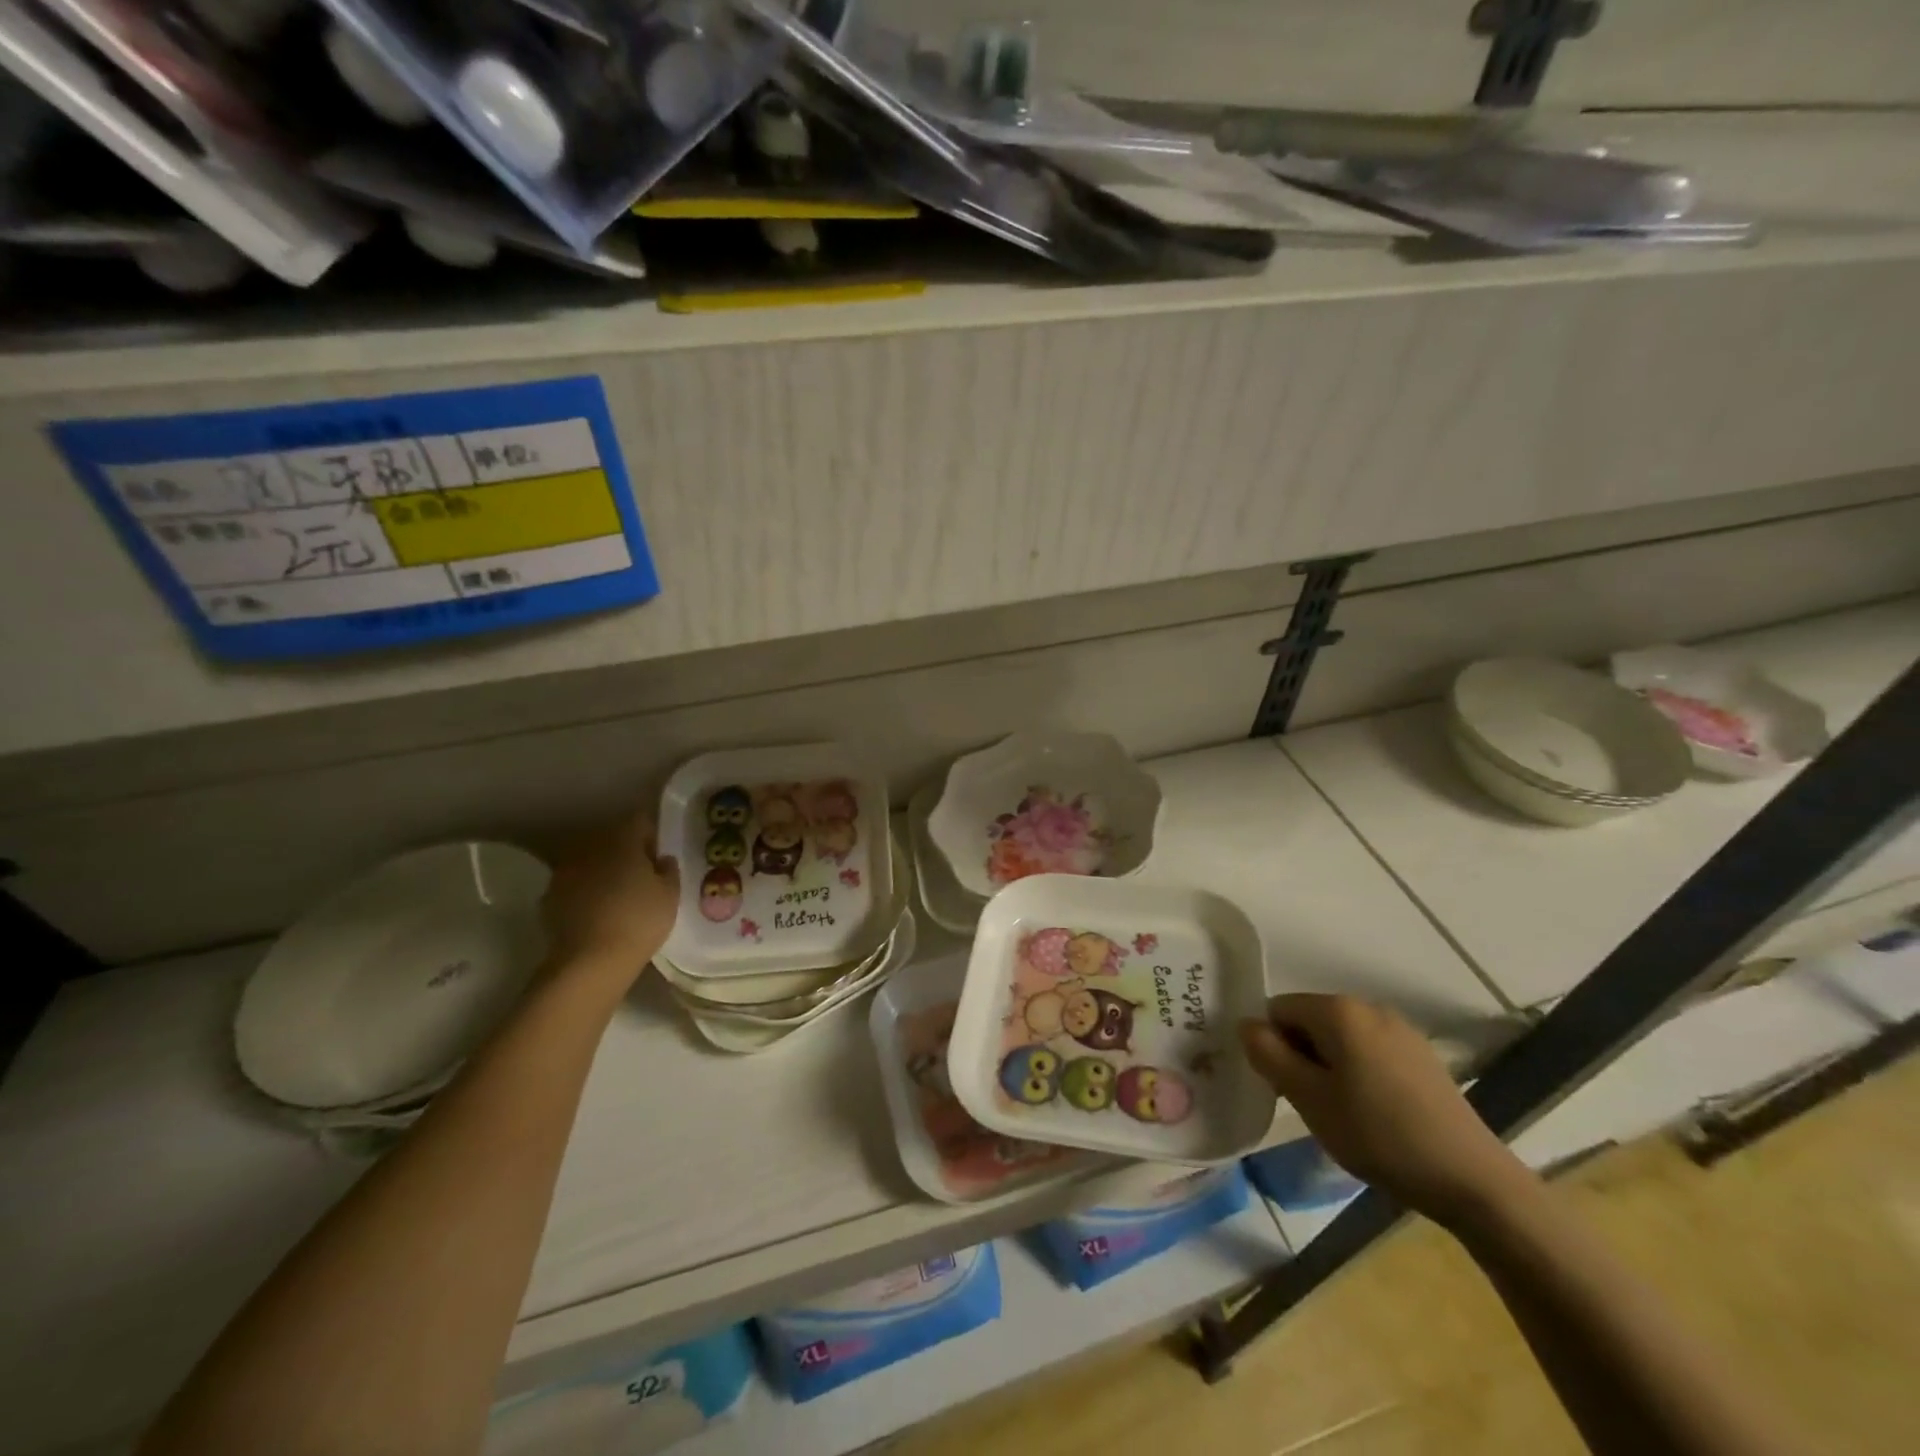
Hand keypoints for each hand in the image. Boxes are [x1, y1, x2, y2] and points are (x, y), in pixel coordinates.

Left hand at [539, 808, 679, 982]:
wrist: (589, 961)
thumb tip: (662, 859)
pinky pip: (574, 885)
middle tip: (641, 875)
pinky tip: (596, 913)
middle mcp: (590, 847)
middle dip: (626, 851)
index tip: (659, 856)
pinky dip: (584, 891)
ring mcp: (565, 872)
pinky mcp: (549, 897)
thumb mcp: (670, 895)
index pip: (640, 821)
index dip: (652, 835)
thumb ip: (669, 870)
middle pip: (612, 838)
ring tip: (617, 895)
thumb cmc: (639, 921)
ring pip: (590, 861)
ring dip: (603, 870)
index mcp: (622, 840)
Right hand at [1241, 994, 1529, 1226]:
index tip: (1284, 1088)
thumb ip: (1269, 1055)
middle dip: (1300, 1056)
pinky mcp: (1422, 1057)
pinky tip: (1374, 1115)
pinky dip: (1358, 1074)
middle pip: (1309, 1021)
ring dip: (1328, 1068)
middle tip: (1310, 1105)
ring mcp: (1401, 1031)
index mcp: (1338, 1010)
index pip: (1277, 1010)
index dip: (1271, 1046)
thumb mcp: (1310, 1099)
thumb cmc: (1379, 1135)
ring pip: (1340, 1039)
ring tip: (1342, 1114)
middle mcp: (1369, 1007)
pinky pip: (1369, 1052)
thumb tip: (1246, 1025)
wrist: (1473, 1181)